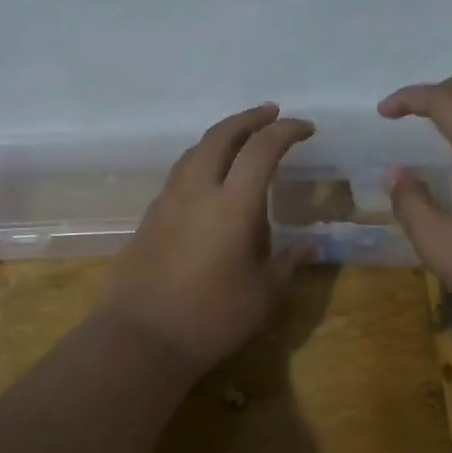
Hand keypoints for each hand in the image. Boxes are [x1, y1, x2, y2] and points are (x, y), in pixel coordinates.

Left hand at [96, 105, 313, 374]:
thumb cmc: (211, 319)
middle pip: (222, 135)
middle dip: (250, 118)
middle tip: (272, 115)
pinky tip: (210, 180)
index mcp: (232, 205)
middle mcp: (197, 191)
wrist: (139, 337)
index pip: (262, 148)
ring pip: (195, 150)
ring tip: (242, 141)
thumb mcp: (262, 295)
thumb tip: (312, 245)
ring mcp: (168, 201)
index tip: (306, 128)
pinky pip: (180, 173)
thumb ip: (288, 263)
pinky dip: (202, 160)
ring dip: (222, 136)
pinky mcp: (150, 216)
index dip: (287, 131)